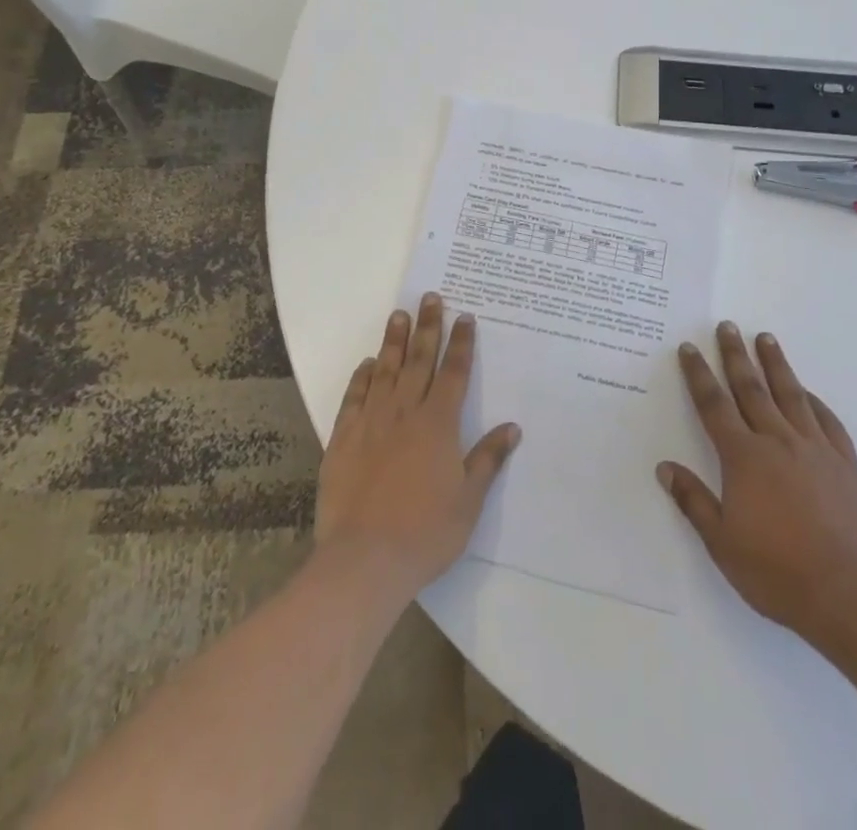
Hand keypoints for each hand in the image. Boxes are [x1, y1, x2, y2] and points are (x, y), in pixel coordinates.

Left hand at [314, 292, 521, 604]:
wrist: (364, 559)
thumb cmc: (425, 532)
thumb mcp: (468, 501)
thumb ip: (488, 459)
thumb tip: (512, 428)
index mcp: (438, 425)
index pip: (455, 373)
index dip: (462, 344)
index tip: (465, 317)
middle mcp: (405, 413)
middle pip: (420, 361)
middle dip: (428, 327)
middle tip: (430, 297)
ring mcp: (371, 423)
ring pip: (386, 371)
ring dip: (394, 341)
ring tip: (398, 314)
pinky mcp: (343, 439)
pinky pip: (354, 398)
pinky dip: (362, 377)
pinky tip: (368, 364)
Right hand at [658, 322, 856, 634]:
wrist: (850, 595)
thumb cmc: (777, 571)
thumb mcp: (722, 542)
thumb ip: (693, 500)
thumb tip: (665, 467)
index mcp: (743, 457)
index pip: (714, 405)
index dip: (699, 375)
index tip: (689, 348)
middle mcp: (777, 441)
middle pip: (751, 388)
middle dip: (735, 356)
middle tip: (727, 326)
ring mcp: (816, 449)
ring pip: (791, 395)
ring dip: (775, 364)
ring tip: (766, 338)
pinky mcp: (846, 464)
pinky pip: (828, 422)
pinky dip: (814, 401)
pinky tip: (808, 393)